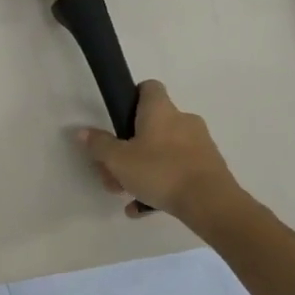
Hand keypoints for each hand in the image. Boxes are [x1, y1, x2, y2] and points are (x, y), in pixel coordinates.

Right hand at [76, 79, 242, 223]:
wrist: (211, 203)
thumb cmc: (160, 171)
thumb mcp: (118, 160)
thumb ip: (99, 145)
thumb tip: (83, 132)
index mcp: (160, 110)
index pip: (148, 87)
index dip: (132, 97)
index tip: (119, 118)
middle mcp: (183, 120)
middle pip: (150, 125)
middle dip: (129, 147)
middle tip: (114, 170)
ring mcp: (199, 144)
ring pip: (163, 151)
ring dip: (143, 169)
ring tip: (128, 194)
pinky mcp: (209, 167)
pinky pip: (177, 170)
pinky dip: (161, 184)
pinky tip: (144, 206)